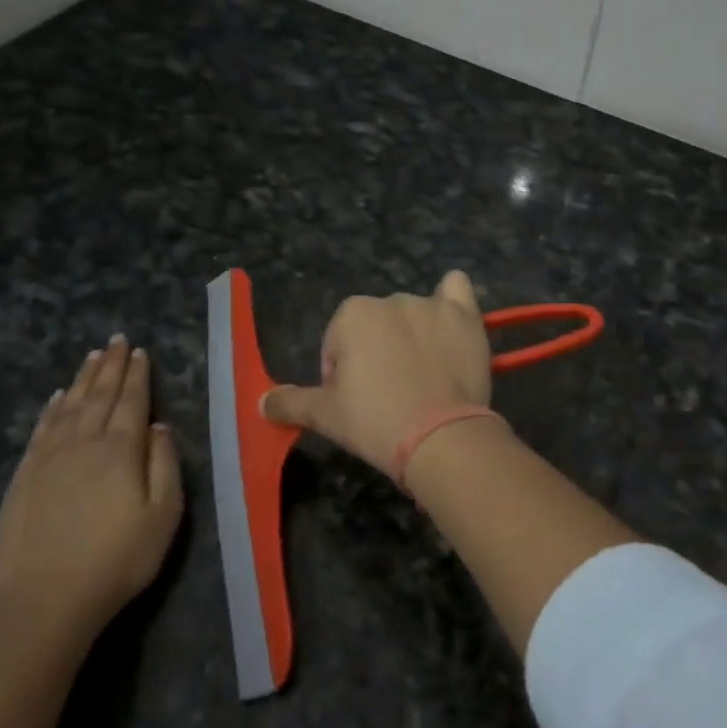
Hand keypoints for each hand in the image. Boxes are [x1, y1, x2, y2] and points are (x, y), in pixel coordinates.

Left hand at [0, 337, 182, 635]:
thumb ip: (164, 463)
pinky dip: (52, 408)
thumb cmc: (118, 558)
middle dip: (112, 366)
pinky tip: (58, 397)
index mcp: (121, 449)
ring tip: (93, 356)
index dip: (137, 375)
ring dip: (83, 379)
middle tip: (117, 340)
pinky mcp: (24, 477)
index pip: (132, 401)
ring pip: (70, 406)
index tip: (140, 351)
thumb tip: (158, 426)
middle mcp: (84, 443)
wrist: (47, 599)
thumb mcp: (164, 514)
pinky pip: (41, 429)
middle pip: (100, 396)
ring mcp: (49, 458)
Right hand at [263, 271, 493, 479]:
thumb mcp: (325, 415)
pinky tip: (451, 320)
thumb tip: (261, 402)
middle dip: (378, 354)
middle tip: (389, 396)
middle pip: (376, 328)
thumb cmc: (375, 421)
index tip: (357, 403)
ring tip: (423, 377)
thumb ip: (291, 402)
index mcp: (352, 314)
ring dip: (412, 336)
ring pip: (413, 315)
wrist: (440, 437)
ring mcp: (431, 305)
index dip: (342, 374)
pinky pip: (457, 290)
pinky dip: (451, 300)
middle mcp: (391, 299)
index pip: (338, 343)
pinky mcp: (466, 316)